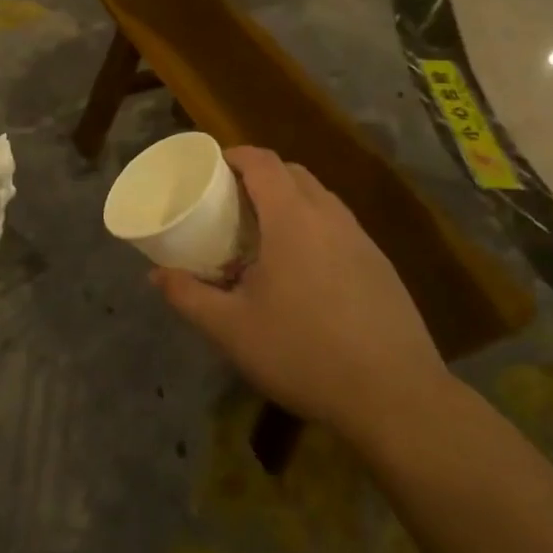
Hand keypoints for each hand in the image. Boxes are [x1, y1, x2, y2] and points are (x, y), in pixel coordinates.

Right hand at [153, 146, 453, 440]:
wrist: (395, 397)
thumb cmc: (303, 353)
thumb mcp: (231, 329)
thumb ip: (188, 296)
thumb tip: (156, 275)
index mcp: (292, 219)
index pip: (263, 162)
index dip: (235, 155)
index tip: (212, 168)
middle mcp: (330, 217)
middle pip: (293, 173)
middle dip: (261, 176)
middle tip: (232, 203)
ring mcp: (362, 240)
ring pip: (321, 199)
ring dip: (290, 201)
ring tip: (265, 236)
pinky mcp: (381, 266)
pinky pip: (340, 226)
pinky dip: (315, 227)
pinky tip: (304, 272)